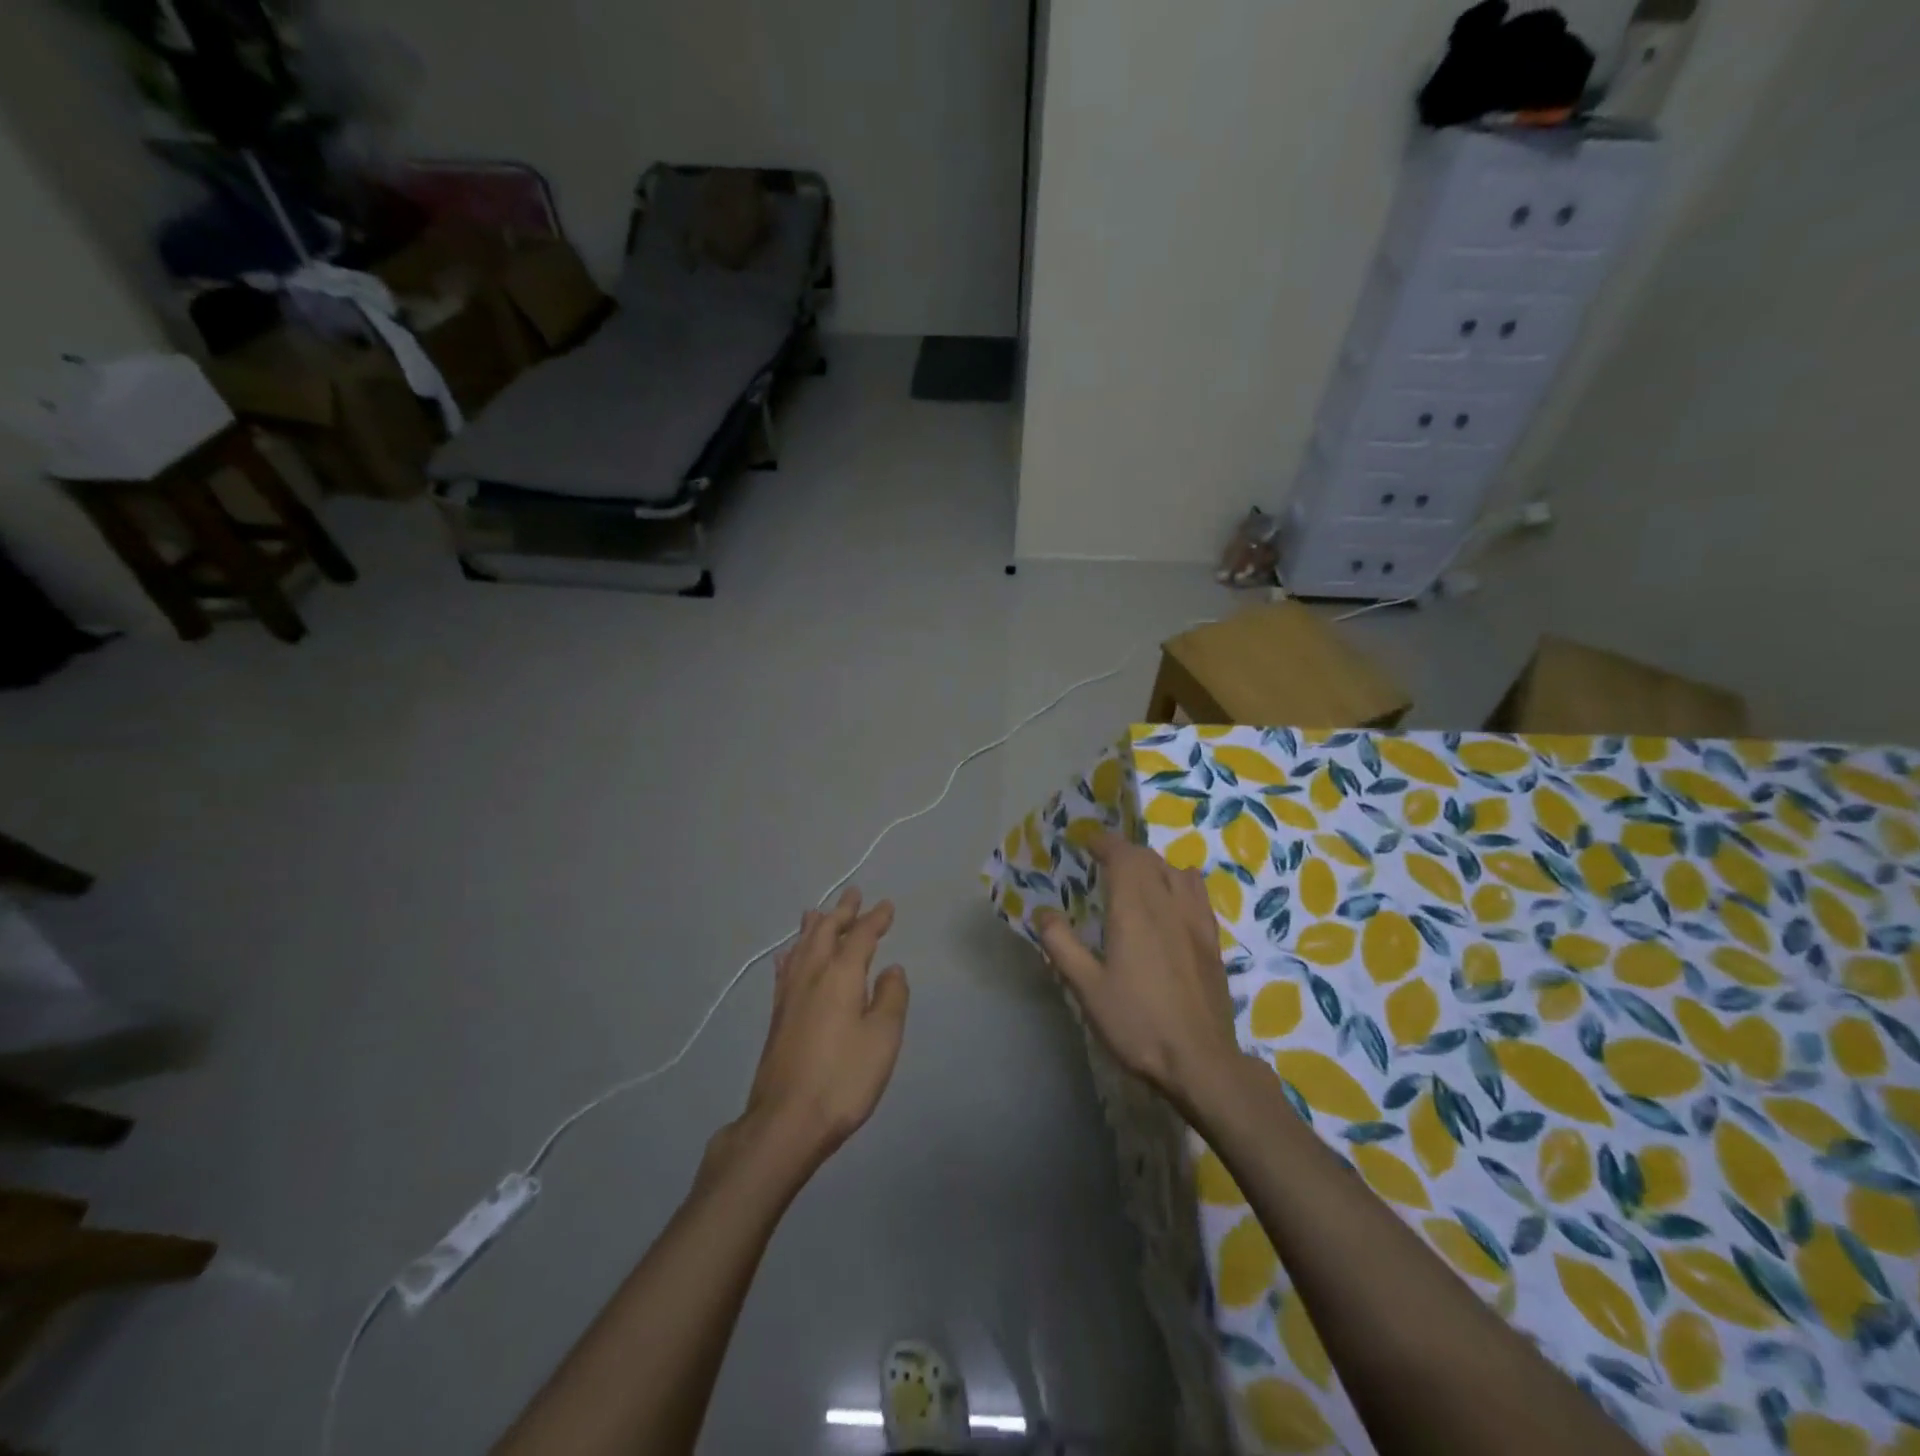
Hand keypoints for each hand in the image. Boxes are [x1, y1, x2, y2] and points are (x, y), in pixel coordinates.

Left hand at [731, 889, 908, 1168]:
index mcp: (842, 975)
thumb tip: (892, 969)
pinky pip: (786, 967)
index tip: (886, 905)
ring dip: (815, 925)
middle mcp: (812, 974)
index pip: (861, 936)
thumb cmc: (844, 1078)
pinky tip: (790, 954)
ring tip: (819, 911)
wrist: (787, 1120)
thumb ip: (891, 998)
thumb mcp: (883, 1038)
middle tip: (853, 893)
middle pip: (827, 932)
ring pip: (802, 946)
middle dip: (842, 911)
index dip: (875, 919)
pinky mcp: (777, 1015)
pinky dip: (793, 952)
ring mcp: (790, 994)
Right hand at [1036, 832, 1241, 1112]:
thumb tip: (1042, 912)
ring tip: (1137, 877)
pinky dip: (1179, 882)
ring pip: (1176, 871)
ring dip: (1153, 864)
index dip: (1104, 842)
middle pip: (1149, 859)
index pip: (1122, 856)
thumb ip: (1062, 945)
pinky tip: (1172, 901)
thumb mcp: (1087, 988)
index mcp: (1135, 910)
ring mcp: (1196, 921)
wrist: (1201, 1061)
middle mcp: (1168, 904)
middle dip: (1124, 851)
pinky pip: (1197, 893)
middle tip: (1103, 860)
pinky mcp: (1212, 941)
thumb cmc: (1137, 1023)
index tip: (1086, 841)